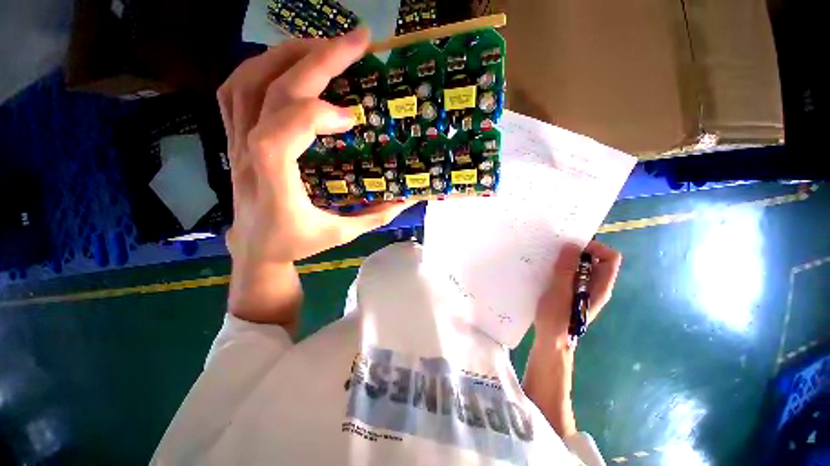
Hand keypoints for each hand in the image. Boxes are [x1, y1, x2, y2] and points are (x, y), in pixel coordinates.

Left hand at [217, 29, 412, 266]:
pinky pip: (234, 91)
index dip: (314, 115)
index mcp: (275, 185)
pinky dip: (259, 67)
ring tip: (324, 46)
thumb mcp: (341, 236)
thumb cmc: (297, 244)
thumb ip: (374, 218)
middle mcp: (248, 158)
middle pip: (270, 93)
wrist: (256, 249)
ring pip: (247, 82)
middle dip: (316, 60)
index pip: (278, 136)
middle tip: (355, 42)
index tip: (351, 117)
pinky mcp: (234, 139)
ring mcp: (235, 144)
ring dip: (287, 55)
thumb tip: (406, 200)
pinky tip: (286, 65)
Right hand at [534, 240, 621, 349]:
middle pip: (597, 261)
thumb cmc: (556, 318)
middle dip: (578, 252)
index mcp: (600, 287)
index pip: (611, 258)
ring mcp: (585, 290)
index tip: (573, 247)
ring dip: (569, 260)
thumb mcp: (559, 292)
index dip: (595, 248)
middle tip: (558, 252)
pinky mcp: (574, 293)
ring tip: (551, 260)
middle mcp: (597, 287)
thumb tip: (572, 246)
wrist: (552, 341)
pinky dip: (563, 268)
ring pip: (583, 267)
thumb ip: (566, 269)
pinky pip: (573, 274)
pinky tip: (549, 271)